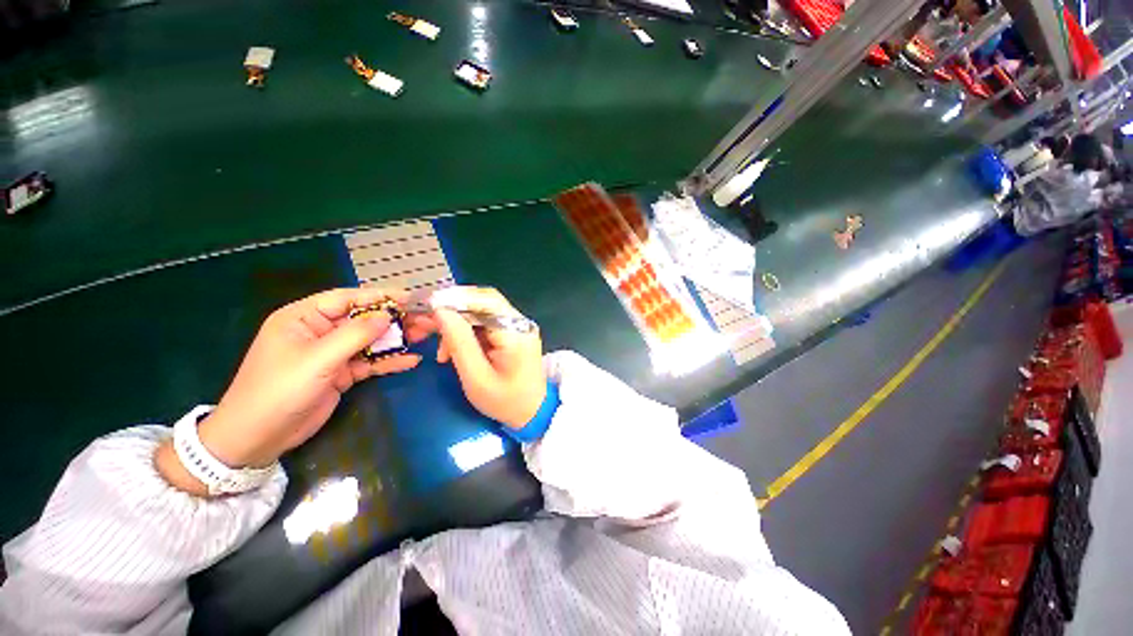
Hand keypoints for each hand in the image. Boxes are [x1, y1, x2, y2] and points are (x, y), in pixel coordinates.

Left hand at [156, 288, 431, 495]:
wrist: (258, 438)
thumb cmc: (279, 390)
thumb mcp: (317, 359)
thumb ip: (354, 335)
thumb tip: (386, 315)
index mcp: (303, 318)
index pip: (346, 299)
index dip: (379, 296)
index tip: (409, 298)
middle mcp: (319, 332)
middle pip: (363, 320)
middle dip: (394, 319)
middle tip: (424, 320)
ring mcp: (332, 354)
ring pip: (370, 341)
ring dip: (396, 339)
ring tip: (425, 336)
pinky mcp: (341, 374)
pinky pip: (370, 362)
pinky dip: (389, 361)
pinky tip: (411, 360)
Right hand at [429, 286, 546, 427]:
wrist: (532, 412)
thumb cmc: (505, 401)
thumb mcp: (476, 378)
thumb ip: (459, 343)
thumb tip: (441, 311)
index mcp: (515, 333)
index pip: (486, 301)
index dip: (457, 298)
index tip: (429, 307)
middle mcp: (521, 323)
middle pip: (484, 302)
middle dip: (454, 311)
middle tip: (428, 326)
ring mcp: (519, 327)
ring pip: (483, 311)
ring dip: (459, 325)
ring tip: (443, 352)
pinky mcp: (514, 332)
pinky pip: (487, 322)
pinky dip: (468, 331)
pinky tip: (456, 350)